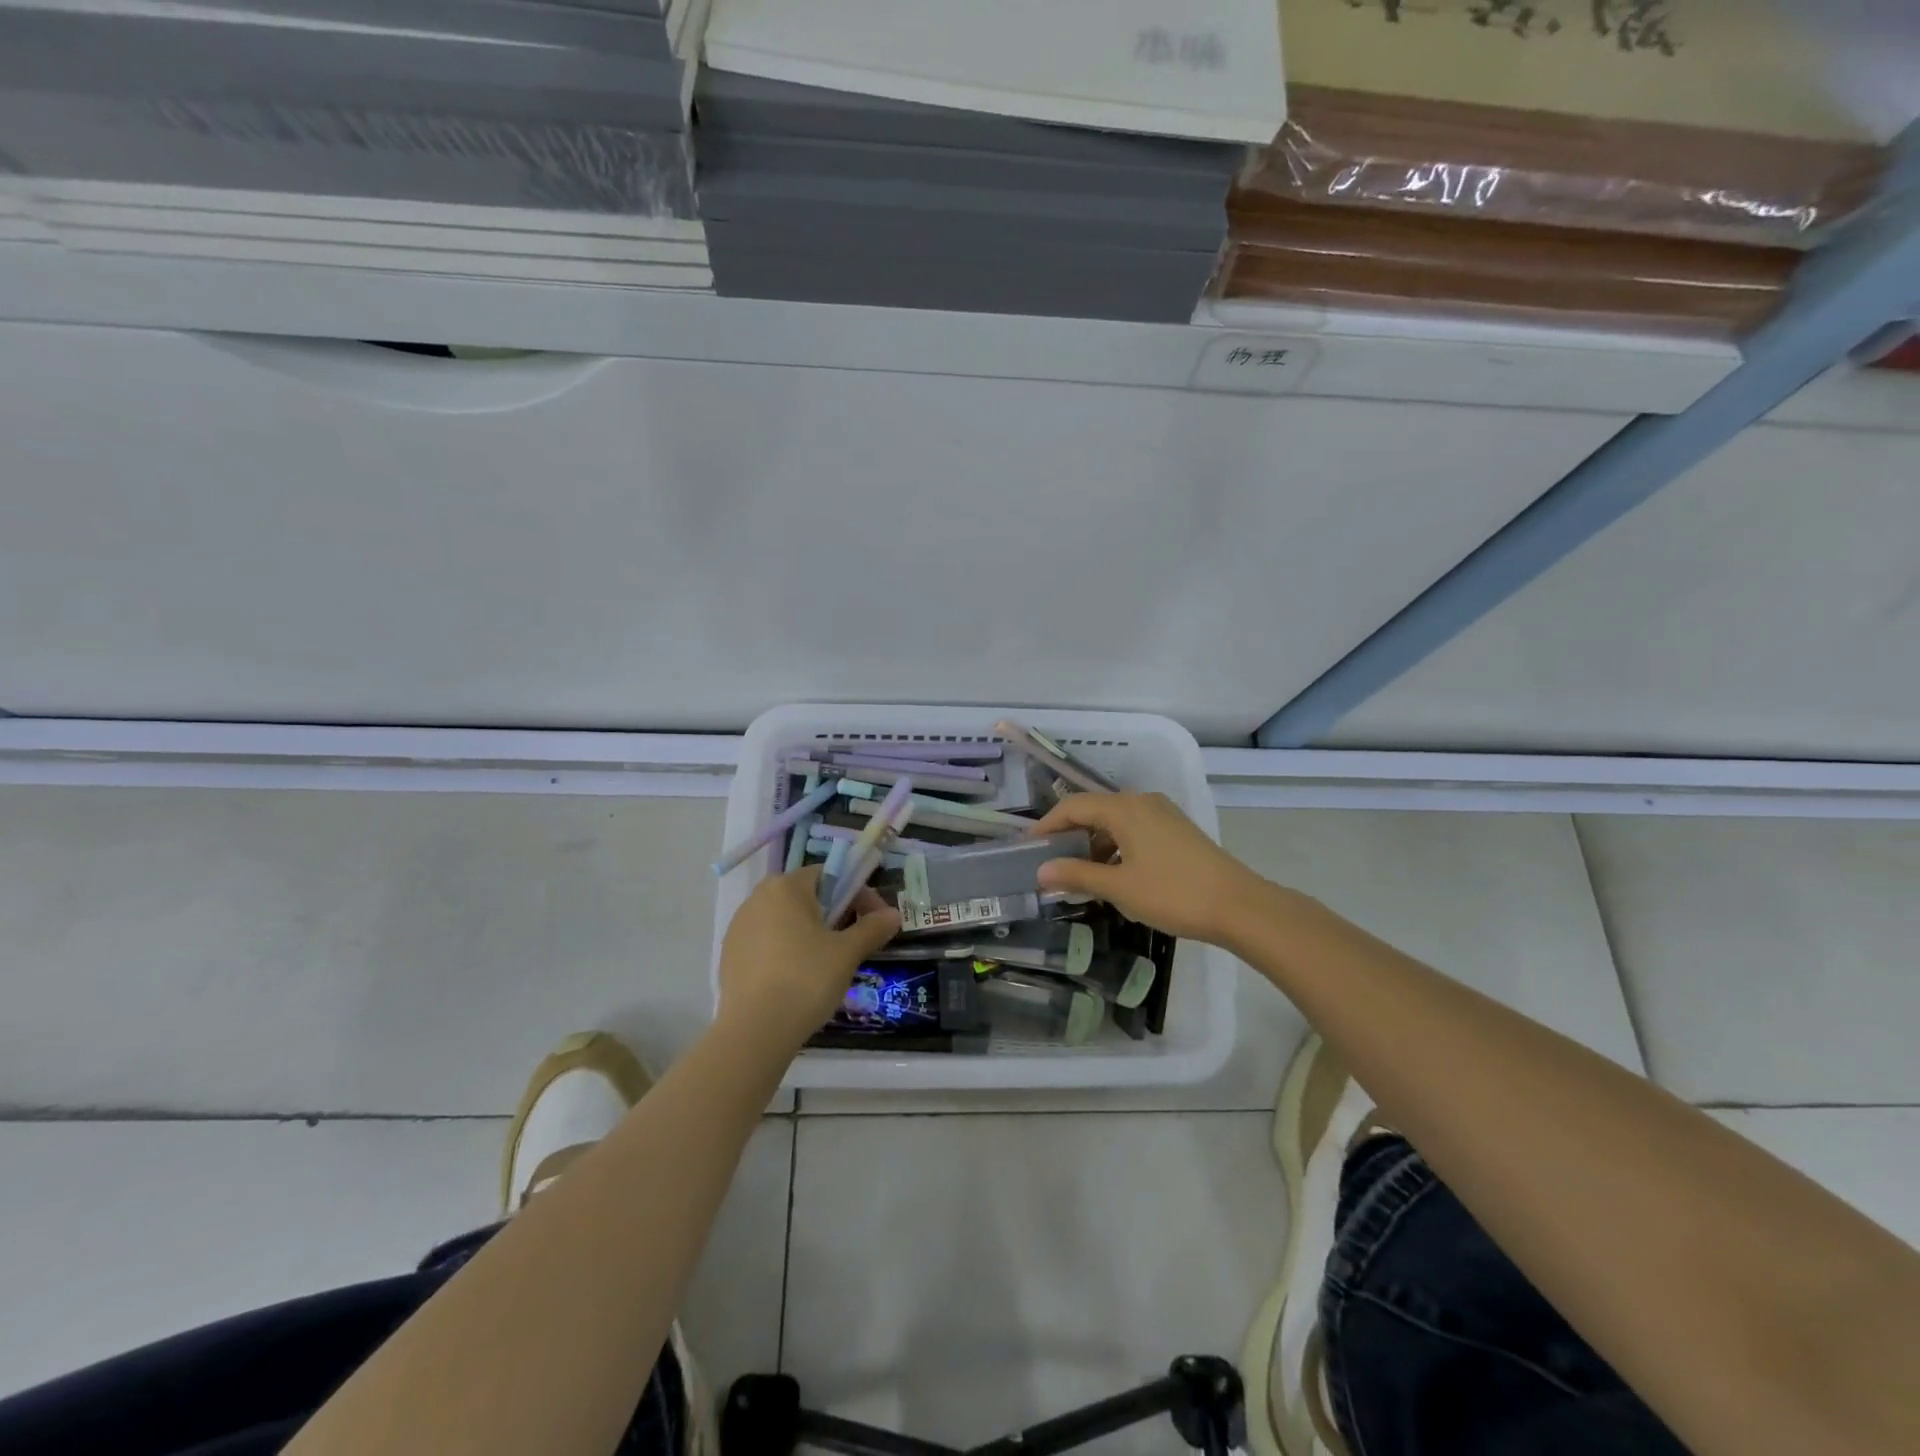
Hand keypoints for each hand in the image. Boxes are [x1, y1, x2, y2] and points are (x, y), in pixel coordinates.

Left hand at [716, 867, 901, 1049]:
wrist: (754, 1031)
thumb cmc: (806, 979)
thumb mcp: (847, 953)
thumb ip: (872, 928)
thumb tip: (894, 914)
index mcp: (786, 887)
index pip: (829, 875)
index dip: (857, 894)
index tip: (873, 920)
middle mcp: (757, 897)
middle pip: (806, 896)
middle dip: (834, 914)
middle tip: (853, 942)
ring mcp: (739, 926)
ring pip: (785, 919)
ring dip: (810, 932)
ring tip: (828, 963)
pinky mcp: (729, 954)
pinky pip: (766, 941)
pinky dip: (786, 950)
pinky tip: (798, 978)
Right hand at [1029, 792, 1270, 946]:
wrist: (1239, 906)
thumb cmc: (1172, 893)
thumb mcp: (1119, 887)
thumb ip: (1077, 875)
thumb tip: (1040, 872)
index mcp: (1125, 808)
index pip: (1073, 806)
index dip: (1047, 825)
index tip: (1028, 847)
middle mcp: (1142, 802)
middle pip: (1094, 811)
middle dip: (1069, 835)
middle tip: (1049, 862)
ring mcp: (1163, 815)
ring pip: (1116, 822)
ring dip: (1093, 844)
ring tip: (1077, 874)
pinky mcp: (1177, 831)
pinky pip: (1135, 831)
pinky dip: (1116, 848)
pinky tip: (1112, 875)